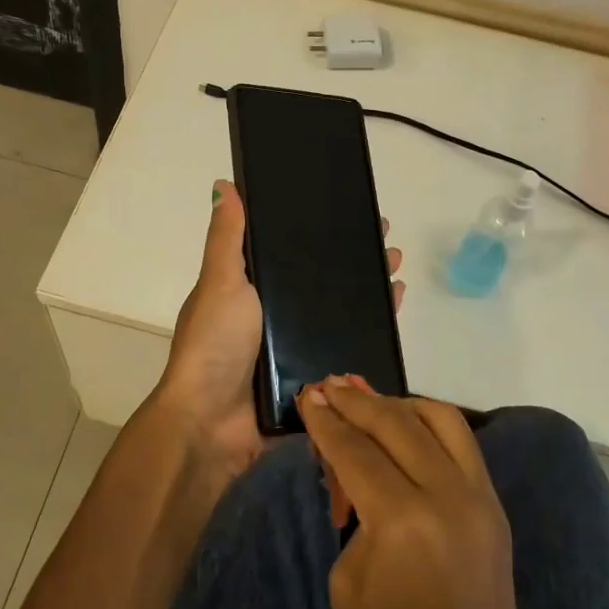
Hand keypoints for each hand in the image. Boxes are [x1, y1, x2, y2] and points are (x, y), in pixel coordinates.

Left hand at [144, 183, 404, 485]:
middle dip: (356, 261)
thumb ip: (227, 239)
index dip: (323, 233)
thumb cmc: (214, 345)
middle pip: (323, 282)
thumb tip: (224, 184)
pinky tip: (392, 312)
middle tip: (389, 245)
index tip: (354, 214)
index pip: (294, 252)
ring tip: (397, 272)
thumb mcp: (221, 283)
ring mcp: (295, 349)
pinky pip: (347, 349)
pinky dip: (370, 331)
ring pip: (340, 313)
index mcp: (251, 291)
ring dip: (368, 293)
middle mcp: (274, 316)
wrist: (211, 424)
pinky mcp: (313, 377)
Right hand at [296, 379, 530, 608]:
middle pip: (397, 424)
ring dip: (401, 404)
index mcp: (403, 520)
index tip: (308, 395)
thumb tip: (351, 469)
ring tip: (369, 400)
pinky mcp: (496, 512)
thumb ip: (352, 513)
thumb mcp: (347, 583)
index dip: (326, 421)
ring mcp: (481, 501)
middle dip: (357, 401)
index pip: (356, 450)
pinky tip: (406, 428)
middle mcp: (448, 496)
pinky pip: (463, 447)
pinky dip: (431, 427)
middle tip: (328, 386)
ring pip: (442, 421)